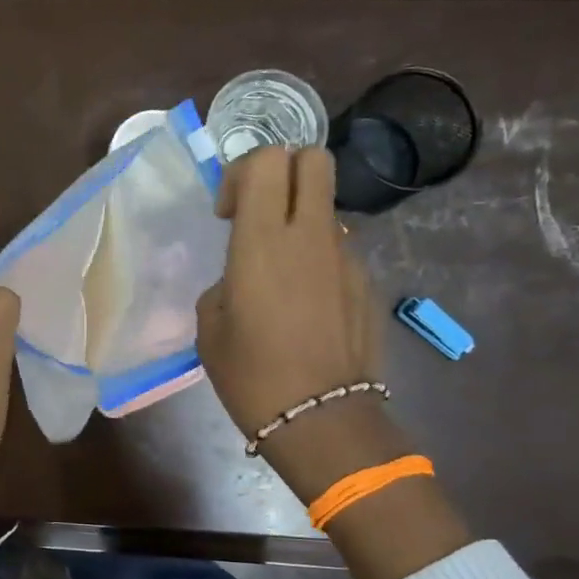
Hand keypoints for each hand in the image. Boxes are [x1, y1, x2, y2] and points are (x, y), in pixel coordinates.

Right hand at [196, 147, 380, 439]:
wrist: (321, 420)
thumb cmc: (250, 375)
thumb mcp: (211, 326)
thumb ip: (225, 283)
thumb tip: (242, 279)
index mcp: (262, 241)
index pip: (266, 160)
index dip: (241, 172)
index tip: (227, 214)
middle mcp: (310, 235)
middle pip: (313, 158)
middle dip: (283, 169)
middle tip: (259, 212)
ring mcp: (347, 256)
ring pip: (325, 206)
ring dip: (299, 220)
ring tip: (280, 274)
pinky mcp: (367, 282)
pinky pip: (338, 250)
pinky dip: (317, 260)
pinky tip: (305, 306)